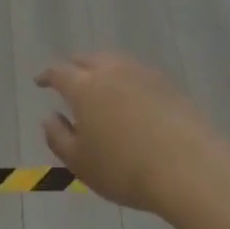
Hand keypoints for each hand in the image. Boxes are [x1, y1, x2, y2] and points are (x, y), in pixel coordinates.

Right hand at [37, 53, 223, 213]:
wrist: (189, 166)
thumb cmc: (125, 168)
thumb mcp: (80, 163)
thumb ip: (58, 137)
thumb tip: (49, 117)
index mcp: (84, 86)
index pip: (59, 72)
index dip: (47, 76)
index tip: (40, 81)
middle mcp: (111, 70)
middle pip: (87, 60)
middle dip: (74, 67)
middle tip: (69, 81)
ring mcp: (141, 73)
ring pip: (114, 62)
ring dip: (102, 70)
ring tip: (100, 87)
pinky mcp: (167, 83)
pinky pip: (137, 74)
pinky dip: (127, 81)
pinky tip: (131, 99)